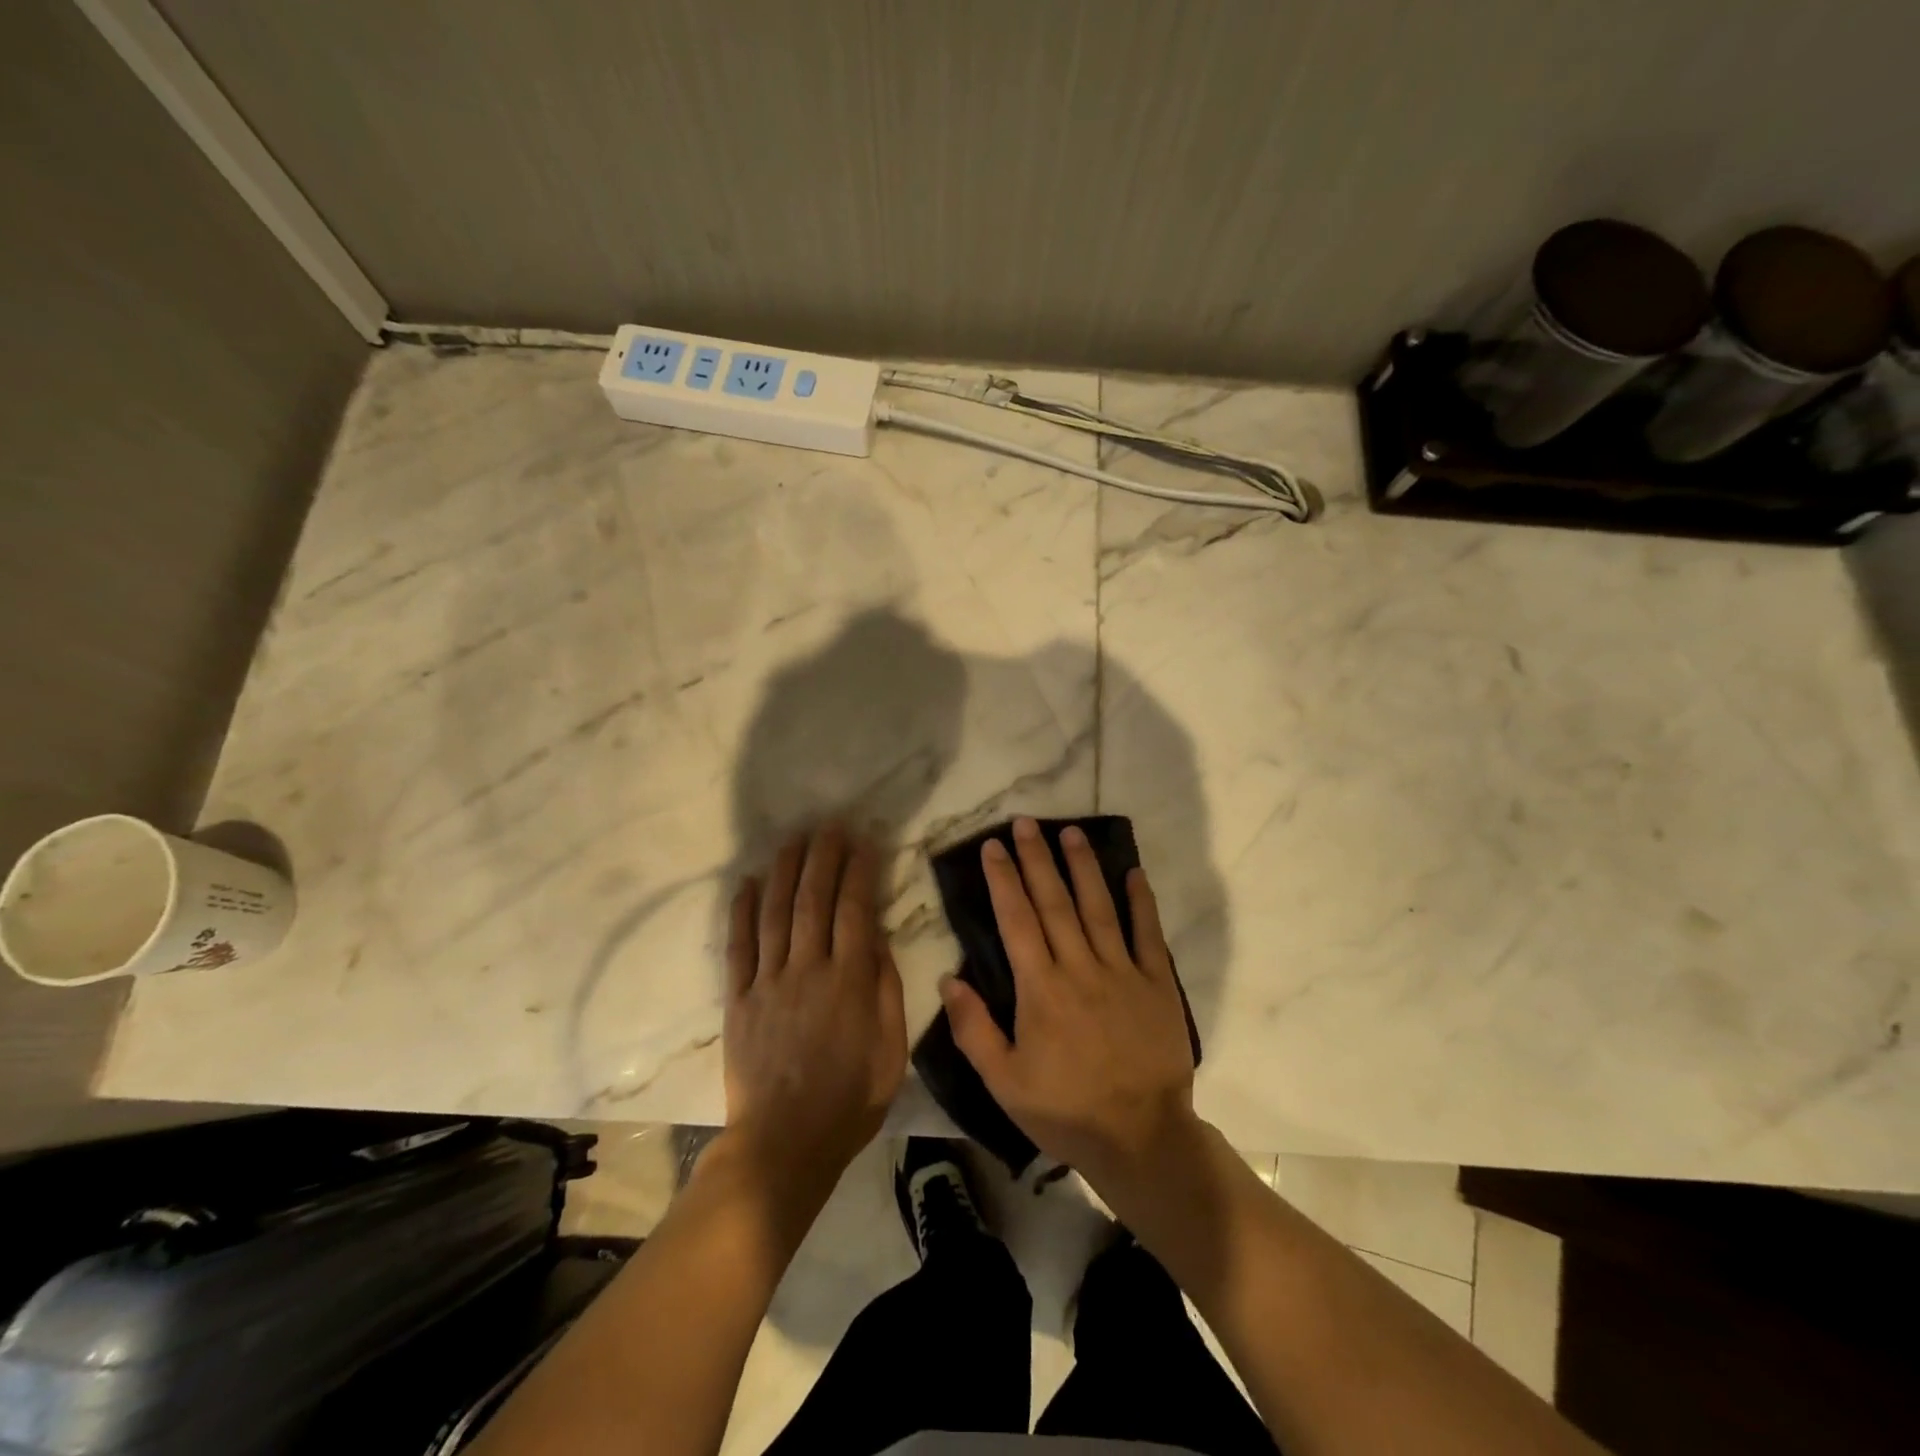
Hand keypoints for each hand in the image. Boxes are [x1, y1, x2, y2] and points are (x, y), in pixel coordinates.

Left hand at [724, 826, 906, 1185]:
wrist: (784, 1145)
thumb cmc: (849, 1100)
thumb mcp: (890, 1050)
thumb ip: (886, 989)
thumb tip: (877, 939)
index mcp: (849, 981)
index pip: (856, 909)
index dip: (860, 871)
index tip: (865, 841)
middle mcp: (807, 969)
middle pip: (813, 900)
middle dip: (823, 857)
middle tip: (829, 825)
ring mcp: (768, 982)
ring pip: (775, 913)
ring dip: (784, 871)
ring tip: (793, 840)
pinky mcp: (738, 1000)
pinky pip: (738, 946)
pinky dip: (740, 911)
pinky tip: (746, 882)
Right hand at [939, 816, 1198, 1190]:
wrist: (1141, 1137)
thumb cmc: (1065, 1110)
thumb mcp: (1004, 1082)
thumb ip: (973, 1029)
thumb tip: (948, 978)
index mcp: (1041, 989)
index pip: (1017, 920)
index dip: (1003, 880)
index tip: (993, 847)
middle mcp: (1080, 968)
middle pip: (1055, 902)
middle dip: (1037, 859)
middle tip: (1025, 822)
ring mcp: (1123, 972)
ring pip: (1099, 907)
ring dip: (1083, 866)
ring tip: (1070, 832)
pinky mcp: (1157, 984)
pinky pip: (1148, 934)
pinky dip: (1141, 902)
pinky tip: (1133, 872)